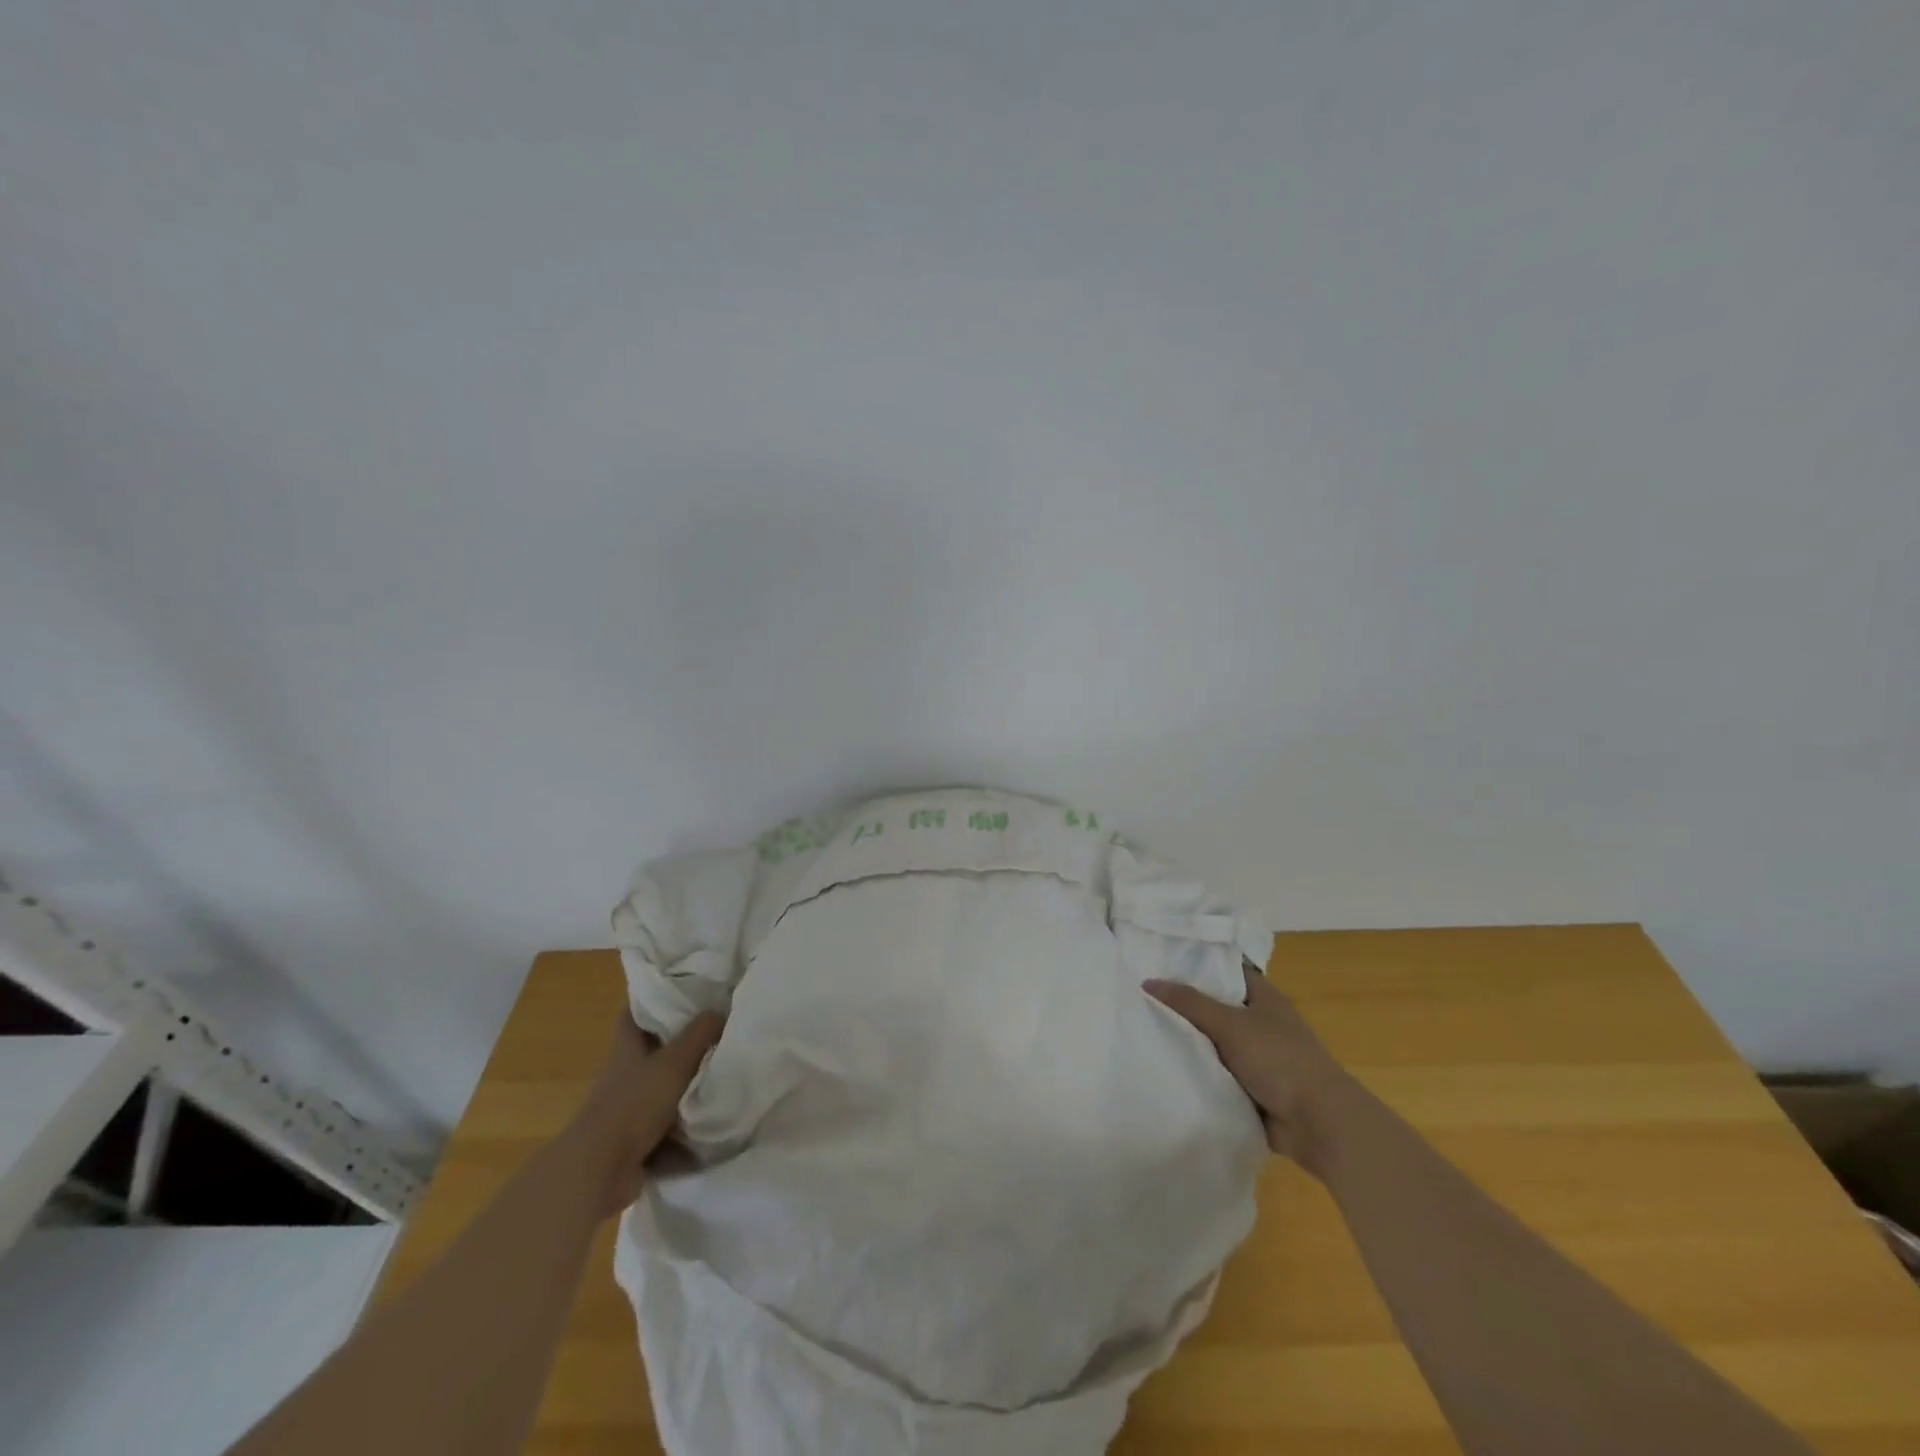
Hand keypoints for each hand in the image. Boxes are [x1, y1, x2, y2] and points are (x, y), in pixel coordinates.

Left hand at [561, 1011, 724, 1216]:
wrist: (600, 1171)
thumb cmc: (635, 1103)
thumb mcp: (675, 1061)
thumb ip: (700, 1034)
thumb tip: (720, 1011)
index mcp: (628, 1048)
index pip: (635, 1014)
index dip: (654, 1001)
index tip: (683, 992)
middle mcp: (625, 1074)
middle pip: (653, 1051)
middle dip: (681, 1044)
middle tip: (717, 1032)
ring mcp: (629, 1109)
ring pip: (663, 1088)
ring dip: (688, 1086)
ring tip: (724, 1075)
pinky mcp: (636, 1141)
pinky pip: (668, 1126)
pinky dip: (688, 1125)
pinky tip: (715, 1119)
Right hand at [1145, 962, 1351, 1174]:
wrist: (1318, 1124)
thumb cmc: (1279, 1059)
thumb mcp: (1230, 1024)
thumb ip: (1189, 1003)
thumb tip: (1148, 981)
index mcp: (1264, 997)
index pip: (1226, 969)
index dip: (1197, 963)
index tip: (1160, 958)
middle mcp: (1261, 1022)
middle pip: (1216, 1006)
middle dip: (1185, 1004)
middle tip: (1142, 993)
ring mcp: (1257, 1057)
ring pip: (1214, 1041)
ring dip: (1190, 1041)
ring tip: (1144, 1027)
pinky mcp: (1252, 1088)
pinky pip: (1217, 1073)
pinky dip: (1199, 1071)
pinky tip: (1165, 1065)